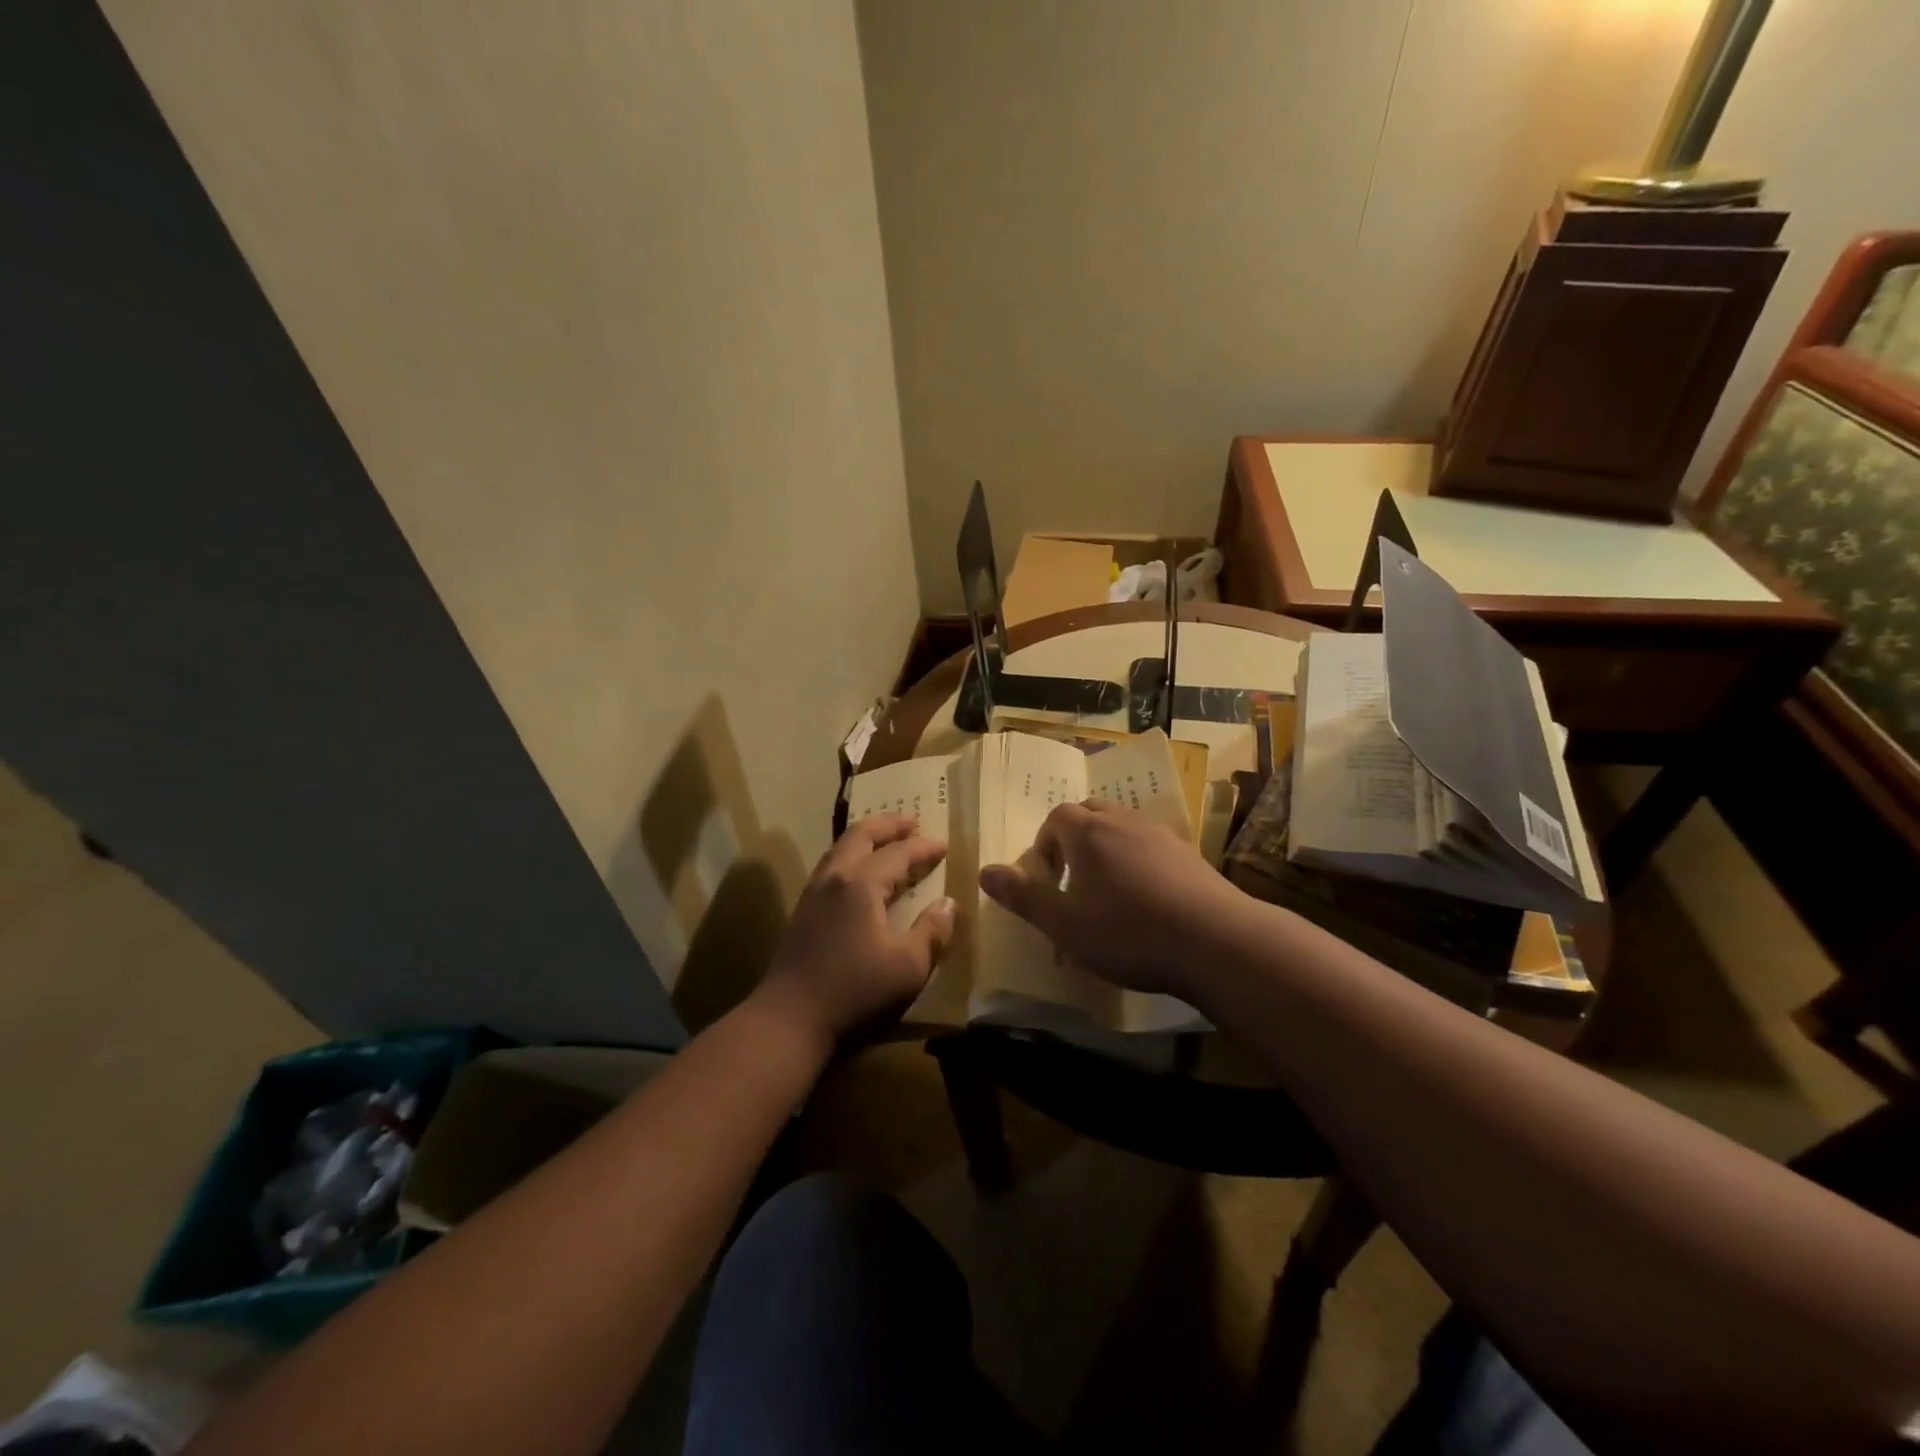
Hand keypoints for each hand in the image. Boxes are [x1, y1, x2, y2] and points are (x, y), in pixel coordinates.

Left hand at [759, 813, 955, 1050]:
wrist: (789, 1019)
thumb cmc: (854, 992)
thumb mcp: (908, 967)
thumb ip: (932, 932)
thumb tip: (948, 904)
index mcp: (861, 885)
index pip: (898, 854)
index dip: (923, 847)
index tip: (944, 844)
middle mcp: (834, 878)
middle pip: (861, 836)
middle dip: (888, 825)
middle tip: (911, 820)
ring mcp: (813, 893)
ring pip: (840, 849)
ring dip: (866, 838)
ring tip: (885, 840)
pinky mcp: (802, 911)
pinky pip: (830, 867)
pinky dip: (850, 856)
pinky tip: (857, 874)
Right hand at [979, 800, 1242, 997]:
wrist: (1217, 942)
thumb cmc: (1129, 933)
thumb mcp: (1065, 924)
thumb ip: (1023, 896)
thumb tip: (984, 871)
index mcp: (1089, 833)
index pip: (1057, 817)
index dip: (1044, 843)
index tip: (1047, 878)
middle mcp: (1124, 822)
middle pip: (1090, 813)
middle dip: (1075, 839)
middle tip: (1073, 880)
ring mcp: (1161, 835)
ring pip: (1123, 827)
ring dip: (1108, 849)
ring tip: (1109, 891)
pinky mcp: (1190, 854)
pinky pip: (1151, 845)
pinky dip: (1138, 860)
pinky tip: (1148, 899)